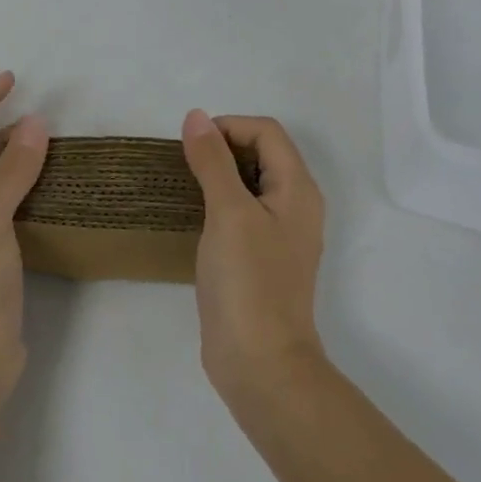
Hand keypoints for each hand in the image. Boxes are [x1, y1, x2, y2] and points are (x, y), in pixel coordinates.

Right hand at [181, 110, 326, 406]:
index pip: (266, 132)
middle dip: (221, 148)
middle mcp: (294, 206)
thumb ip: (213, 161)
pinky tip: (191, 216)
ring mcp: (278, 234)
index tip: (192, 146)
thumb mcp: (228, 212)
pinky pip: (239, 211)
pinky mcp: (259, 257)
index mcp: (297, 190)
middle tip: (185, 165)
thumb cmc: (249, 282)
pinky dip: (216, 202)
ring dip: (216, 174)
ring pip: (248, 182)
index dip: (229, 127)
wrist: (260, 365)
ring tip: (182, 185)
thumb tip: (196, 116)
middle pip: (260, 153)